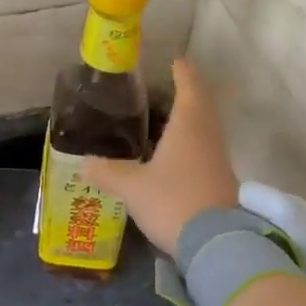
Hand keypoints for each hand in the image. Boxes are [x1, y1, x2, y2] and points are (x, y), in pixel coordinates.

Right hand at [79, 57, 238, 254]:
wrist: (217, 245)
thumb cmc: (173, 201)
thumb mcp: (132, 187)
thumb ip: (107, 172)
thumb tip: (84, 163)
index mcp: (188, 126)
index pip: (189, 87)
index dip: (183, 72)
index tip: (177, 60)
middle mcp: (208, 136)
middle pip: (201, 106)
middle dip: (187, 94)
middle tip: (169, 87)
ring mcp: (218, 160)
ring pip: (205, 130)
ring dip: (190, 120)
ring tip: (168, 119)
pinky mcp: (221, 182)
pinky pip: (205, 151)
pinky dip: (191, 144)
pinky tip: (175, 155)